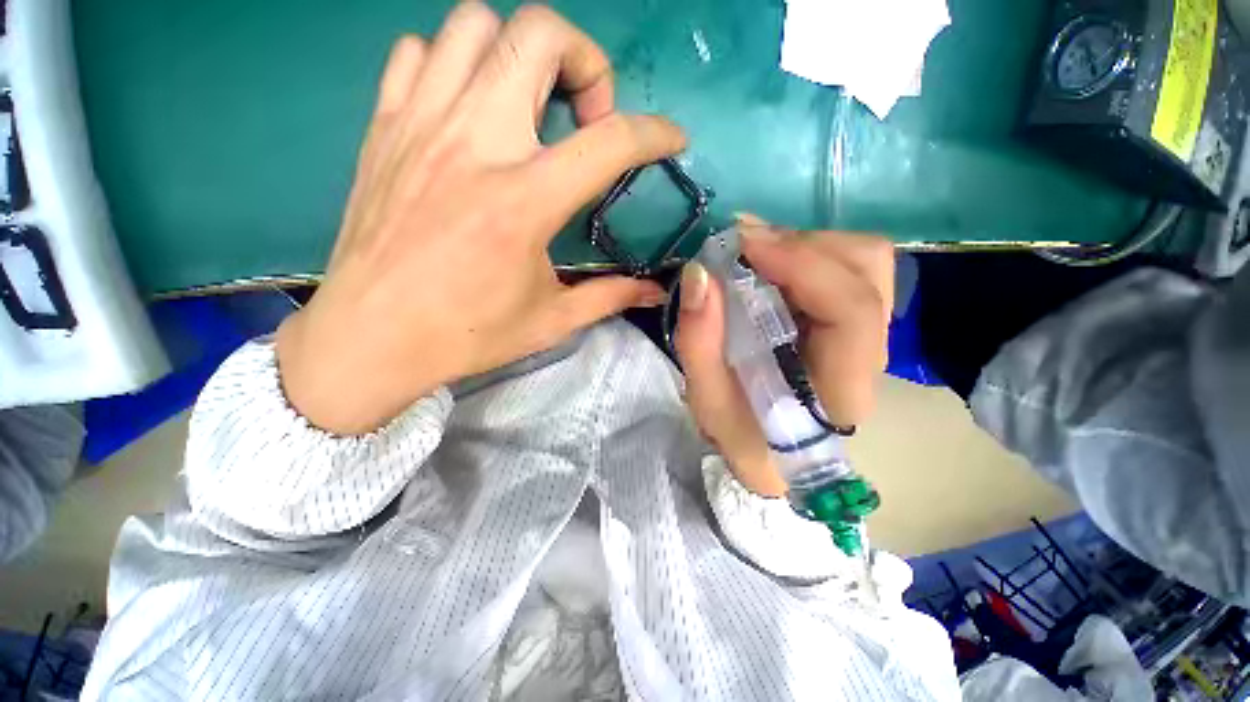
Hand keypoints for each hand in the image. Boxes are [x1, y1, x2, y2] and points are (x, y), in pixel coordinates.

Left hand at [276, 4, 685, 434]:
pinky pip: (417, 52)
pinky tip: (466, 110)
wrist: (371, 337)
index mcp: (524, 202)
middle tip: (586, 116)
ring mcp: (421, 124)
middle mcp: (475, 144)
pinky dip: (452, 64)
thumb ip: (610, 296)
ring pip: (475, 24)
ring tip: (529, 106)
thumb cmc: (467, 334)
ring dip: (518, 54)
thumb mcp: (551, 319)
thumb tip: (656, 292)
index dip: (655, 133)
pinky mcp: (384, 127)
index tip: (671, 139)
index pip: (610, 141)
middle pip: (538, 34)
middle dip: (585, 61)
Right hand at [675, 219, 894, 496]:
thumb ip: (699, 341)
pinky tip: (766, 262)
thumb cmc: (742, 436)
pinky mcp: (848, 320)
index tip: (744, 245)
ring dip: (802, 245)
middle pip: (867, 271)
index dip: (804, 266)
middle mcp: (868, 353)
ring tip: (752, 252)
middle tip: (742, 246)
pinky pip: (843, 267)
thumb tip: (700, 272)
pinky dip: (802, 252)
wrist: (770, 450)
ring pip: (861, 261)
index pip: (852, 312)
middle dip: (801, 246)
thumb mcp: (707, 401)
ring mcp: (864, 331)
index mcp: (841, 388)